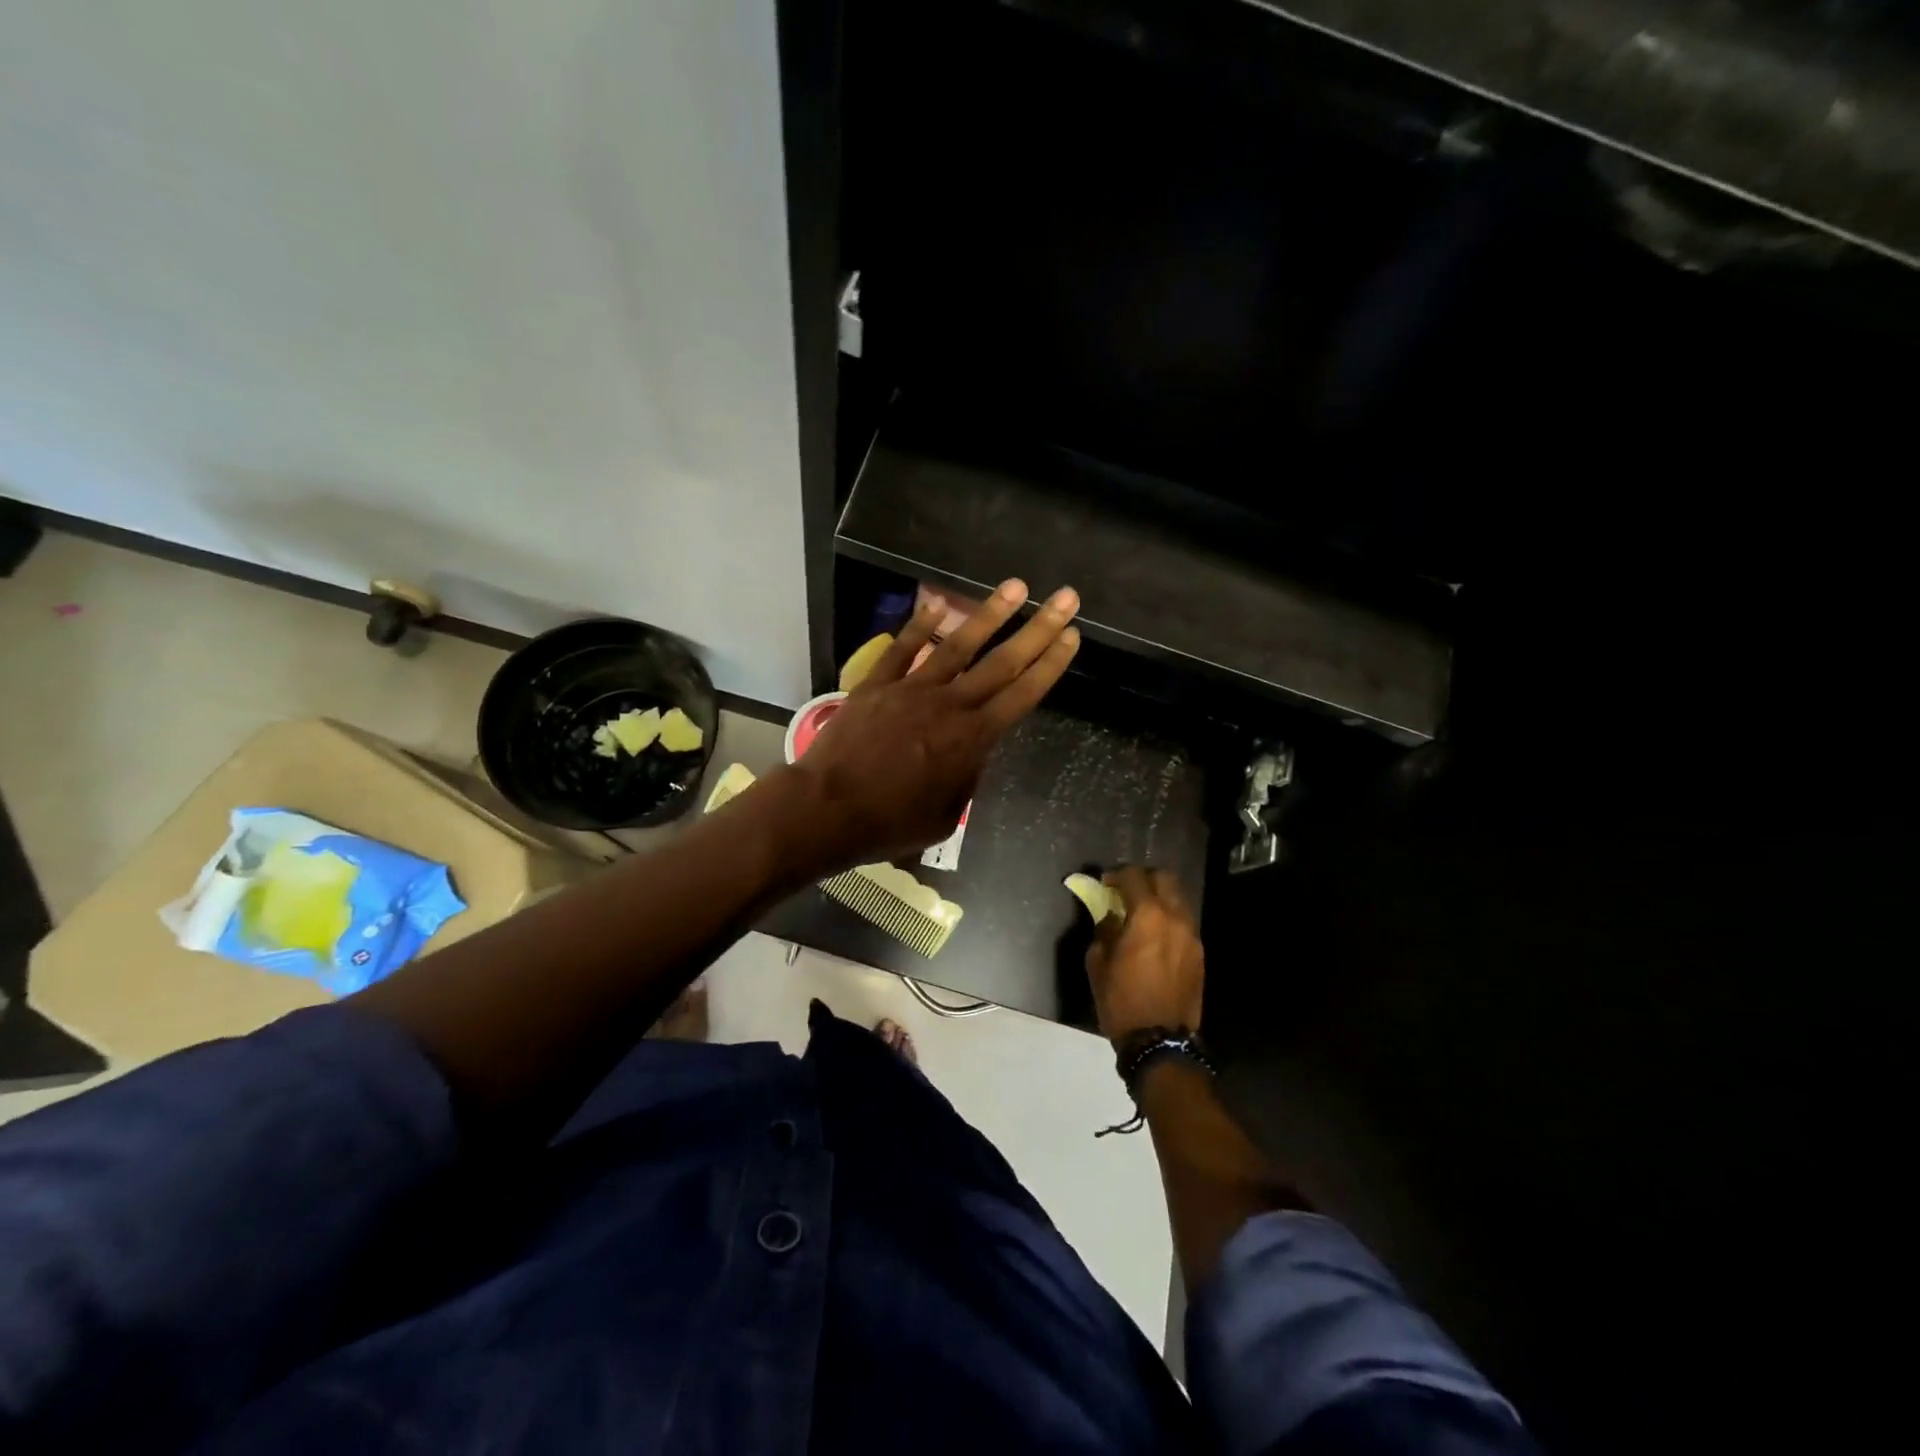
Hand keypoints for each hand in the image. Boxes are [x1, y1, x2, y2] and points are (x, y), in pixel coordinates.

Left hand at [775, 578, 1080, 874]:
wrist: (827, 810)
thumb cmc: (889, 823)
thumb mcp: (944, 815)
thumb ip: (965, 780)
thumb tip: (970, 757)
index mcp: (972, 740)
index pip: (1022, 694)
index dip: (1051, 664)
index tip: (1072, 636)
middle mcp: (950, 705)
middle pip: (1003, 662)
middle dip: (1038, 627)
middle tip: (1065, 597)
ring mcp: (912, 689)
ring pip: (958, 645)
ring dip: (989, 614)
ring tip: (1015, 586)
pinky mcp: (877, 684)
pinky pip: (902, 649)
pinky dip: (920, 626)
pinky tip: (938, 605)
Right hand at [1086, 868, 1204, 1044]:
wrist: (1160, 1042)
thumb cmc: (1122, 1001)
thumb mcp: (1098, 964)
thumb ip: (1104, 931)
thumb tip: (1110, 917)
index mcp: (1148, 916)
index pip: (1134, 877)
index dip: (1116, 875)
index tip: (1104, 884)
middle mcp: (1175, 918)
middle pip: (1165, 878)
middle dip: (1144, 878)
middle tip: (1126, 891)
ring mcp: (1191, 936)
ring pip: (1179, 900)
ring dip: (1160, 898)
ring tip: (1141, 914)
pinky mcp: (1199, 954)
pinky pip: (1184, 923)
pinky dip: (1169, 919)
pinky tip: (1154, 937)